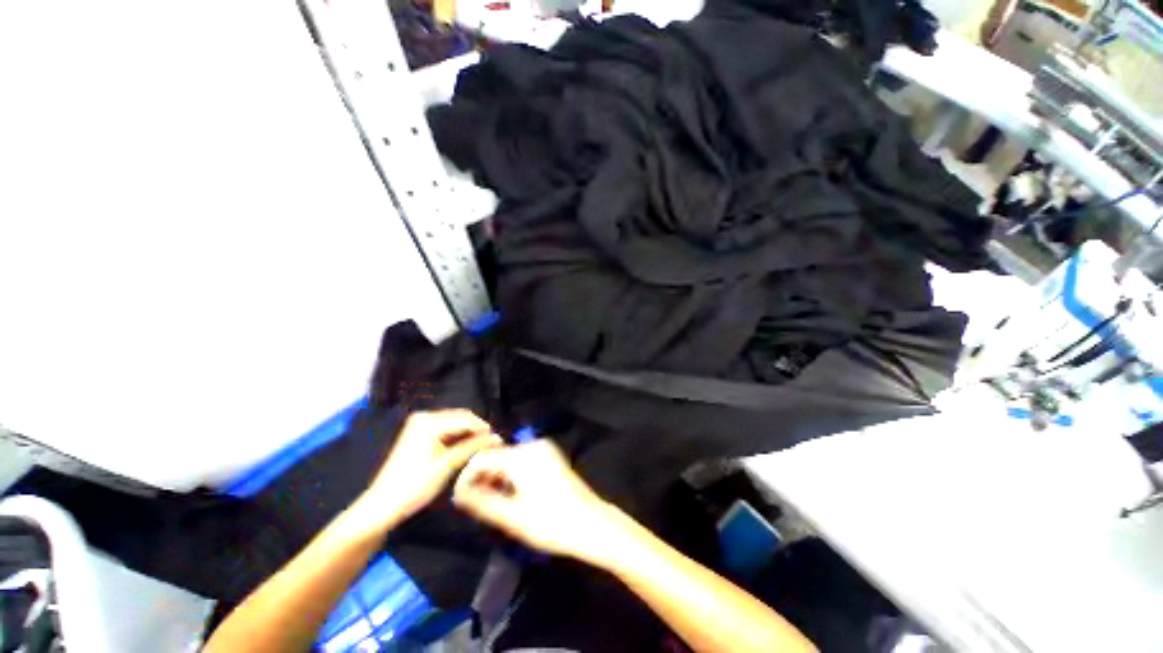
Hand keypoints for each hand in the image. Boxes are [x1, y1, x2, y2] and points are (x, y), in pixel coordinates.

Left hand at [355, 410, 501, 528]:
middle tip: (493, 445)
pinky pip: (446, 431)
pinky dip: (458, 439)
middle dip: (477, 431)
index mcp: (429, 421)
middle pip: (461, 419)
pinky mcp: (420, 434)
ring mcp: (421, 425)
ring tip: (483, 448)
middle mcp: (425, 417)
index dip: (485, 430)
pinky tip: (468, 449)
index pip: (466, 419)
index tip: (499, 442)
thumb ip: (473, 447)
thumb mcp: (447, 465)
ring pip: (456, 425)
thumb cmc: (414, 485)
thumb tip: (496, 437)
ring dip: (469, 435)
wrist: (382, 506)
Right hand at [453, 440, 626, 564]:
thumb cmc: (550, 522)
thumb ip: (482, 502)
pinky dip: (512, 473)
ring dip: (497, 476)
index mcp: (521, 455)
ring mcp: (544, 449)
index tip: (460, 499)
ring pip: (509, 458)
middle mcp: (532, 445)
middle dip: (483, 477)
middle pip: (497, 456)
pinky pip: (523, 459)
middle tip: (477, 504)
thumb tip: (459, 494)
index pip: (482, 457)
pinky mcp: (551, 456)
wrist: (590, 522)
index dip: (467, 477)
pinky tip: (513, 493)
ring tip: (493, 502)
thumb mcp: (511, 517)